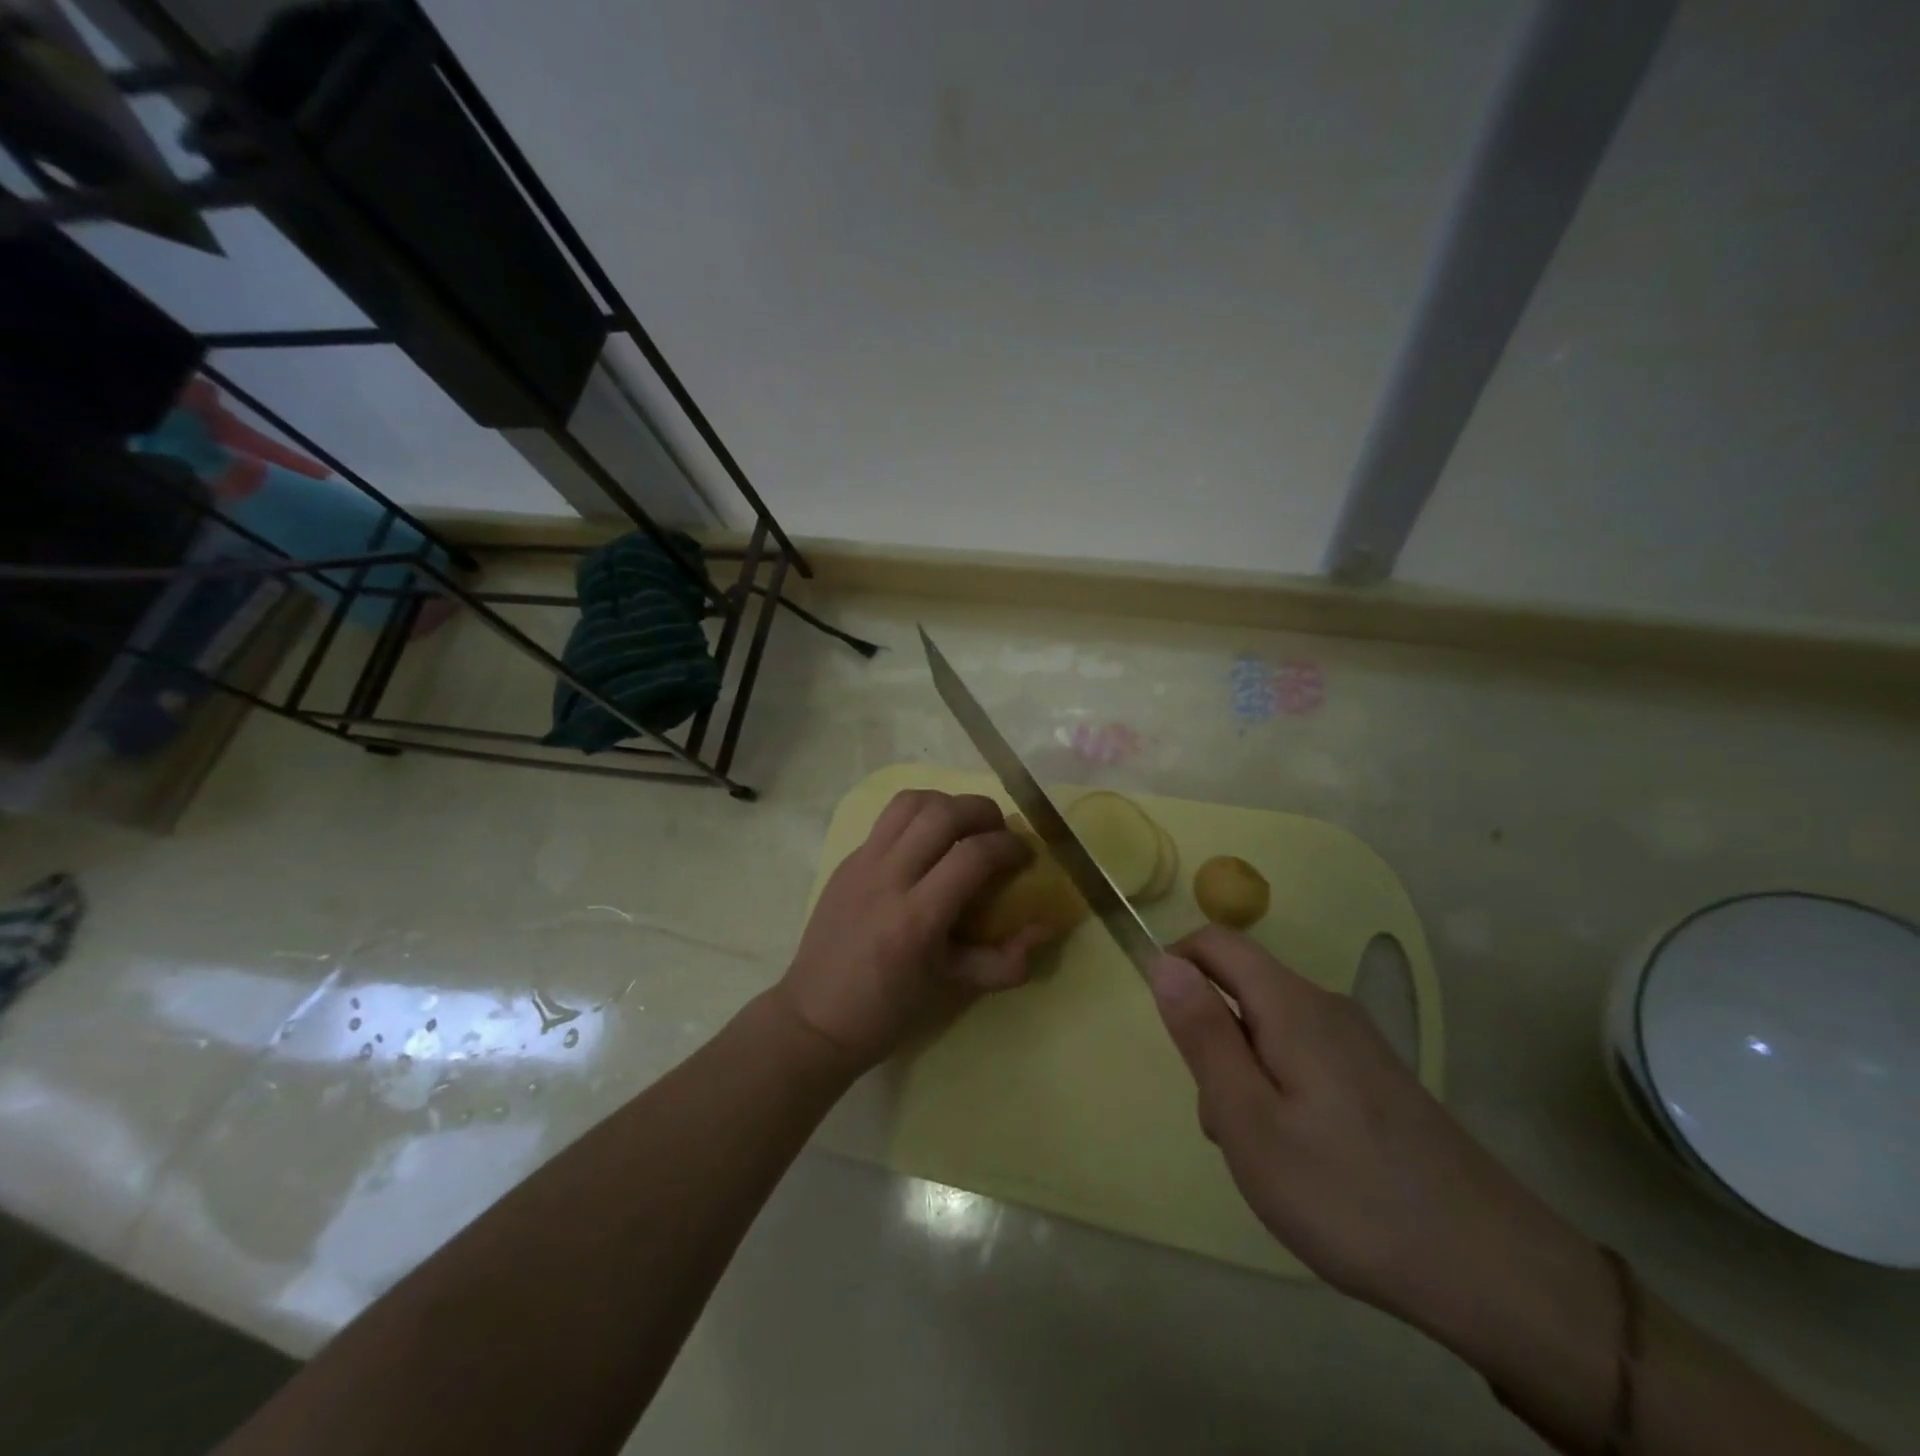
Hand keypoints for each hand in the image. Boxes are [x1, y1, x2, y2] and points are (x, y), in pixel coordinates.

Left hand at [776, 790, 1049, 1070]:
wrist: (814, 1018)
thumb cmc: (888, 1011)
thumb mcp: (953, 988)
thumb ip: (1006, 961)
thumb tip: (1047, 928)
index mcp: (917, 917)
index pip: (973, 855)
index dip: (1009, 846)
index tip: (1025, 856)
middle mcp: (888, 878)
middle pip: (943, 813)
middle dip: (983, 811)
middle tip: (999, 832)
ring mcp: (862, 863)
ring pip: (910, 802)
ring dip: (947, 803)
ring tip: (964, 826)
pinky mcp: (846, 860)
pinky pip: (887, 819)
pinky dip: (918, 816)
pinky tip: (928, 841)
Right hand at [1147, 929, 1611, 1367]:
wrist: (1493, 1271)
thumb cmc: (1347, 1194)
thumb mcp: (1249, 1120)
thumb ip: (1203, 1035)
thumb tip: (1163, 962)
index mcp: (1292, 1005)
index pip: (1217, 943)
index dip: (1176, 963)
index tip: (1165, 1027)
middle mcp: (1326, 1007)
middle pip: (1241, 989)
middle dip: (1211, 1040)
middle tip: (1222, 1120)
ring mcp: (1357, 1042)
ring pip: (1269, 1030)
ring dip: (1243, 1074)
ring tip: (1263, 1154)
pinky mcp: (1375, 1077)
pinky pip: (1302, 1058)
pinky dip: (1278, 1091)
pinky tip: (1302, 1159)